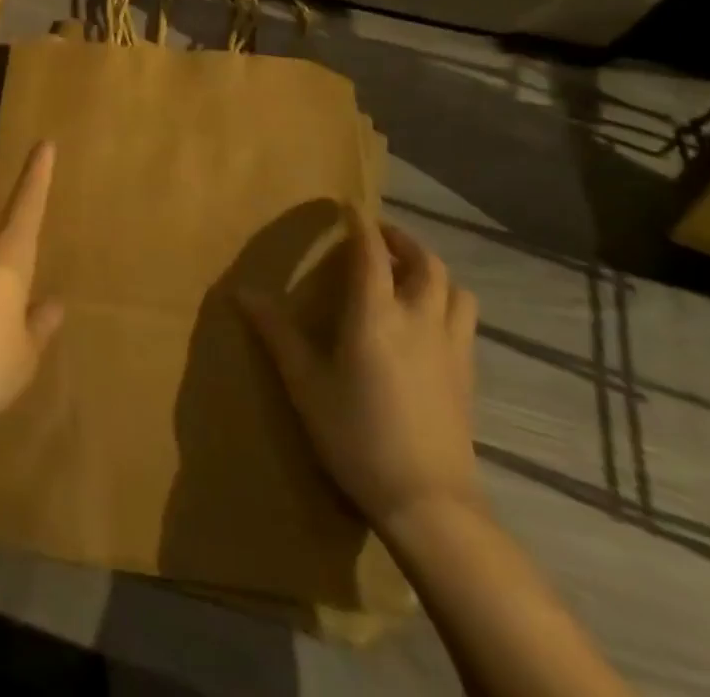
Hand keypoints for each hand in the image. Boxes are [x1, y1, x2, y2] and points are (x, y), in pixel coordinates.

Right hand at [240, 210, 480, 536]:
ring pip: (455, 287)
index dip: (360, 223)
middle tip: (378, 235)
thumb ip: (276, 333)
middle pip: (424, 261)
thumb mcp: (305, 383)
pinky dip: (447, 300)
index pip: (371, 251)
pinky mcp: (468, 374)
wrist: (428, 503)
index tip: (347, 206)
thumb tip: (241, 292)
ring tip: (408, 272)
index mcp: (376, 314)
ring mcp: (450, 346)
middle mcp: (419, 318)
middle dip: (401, 240)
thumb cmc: (356, 436)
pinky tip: (428, 319)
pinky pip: (464, 317)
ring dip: (432, 269)